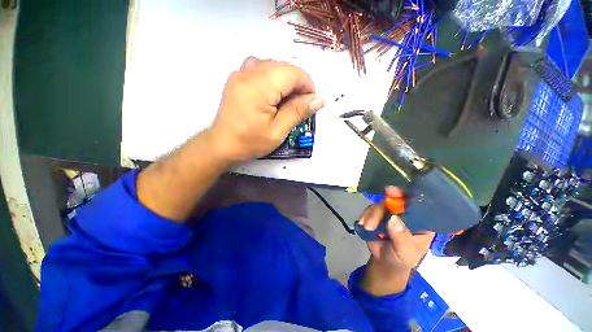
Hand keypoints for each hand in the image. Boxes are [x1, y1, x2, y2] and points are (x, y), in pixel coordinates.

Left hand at [209, 57, 325, 162]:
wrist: (222, 144)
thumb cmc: (250, 142)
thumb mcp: (278, 131)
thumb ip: (298, 112)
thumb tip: (319, 99)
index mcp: (259, 87)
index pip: (292, 73)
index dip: (307, 85)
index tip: (310, 103)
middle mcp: (248, 73)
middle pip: (283, 66)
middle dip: (297, 84)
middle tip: (299, 106)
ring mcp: (240, 73)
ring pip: (273, 65)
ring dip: (286, 80)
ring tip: (286, 101)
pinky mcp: (237, 77)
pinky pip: (261, 67)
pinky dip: (273, 77)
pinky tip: (272, 93)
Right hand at [358, 186, 434, 294]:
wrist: (385, 263)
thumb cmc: (401, 259)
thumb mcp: (405, 251)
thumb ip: (401, 237)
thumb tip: (393, 219)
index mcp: (420, 222)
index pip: (417, 204)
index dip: (406, 195)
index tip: (392, 191)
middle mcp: (405, 214)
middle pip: (395, 201)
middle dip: (383, 207)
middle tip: (375, 214)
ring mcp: (390, 213)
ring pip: (380, 205)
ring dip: (372, 215)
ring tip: (368, 227)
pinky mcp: (377, 215)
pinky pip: (370, 210)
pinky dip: (365, 216)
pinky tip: (363, 225)